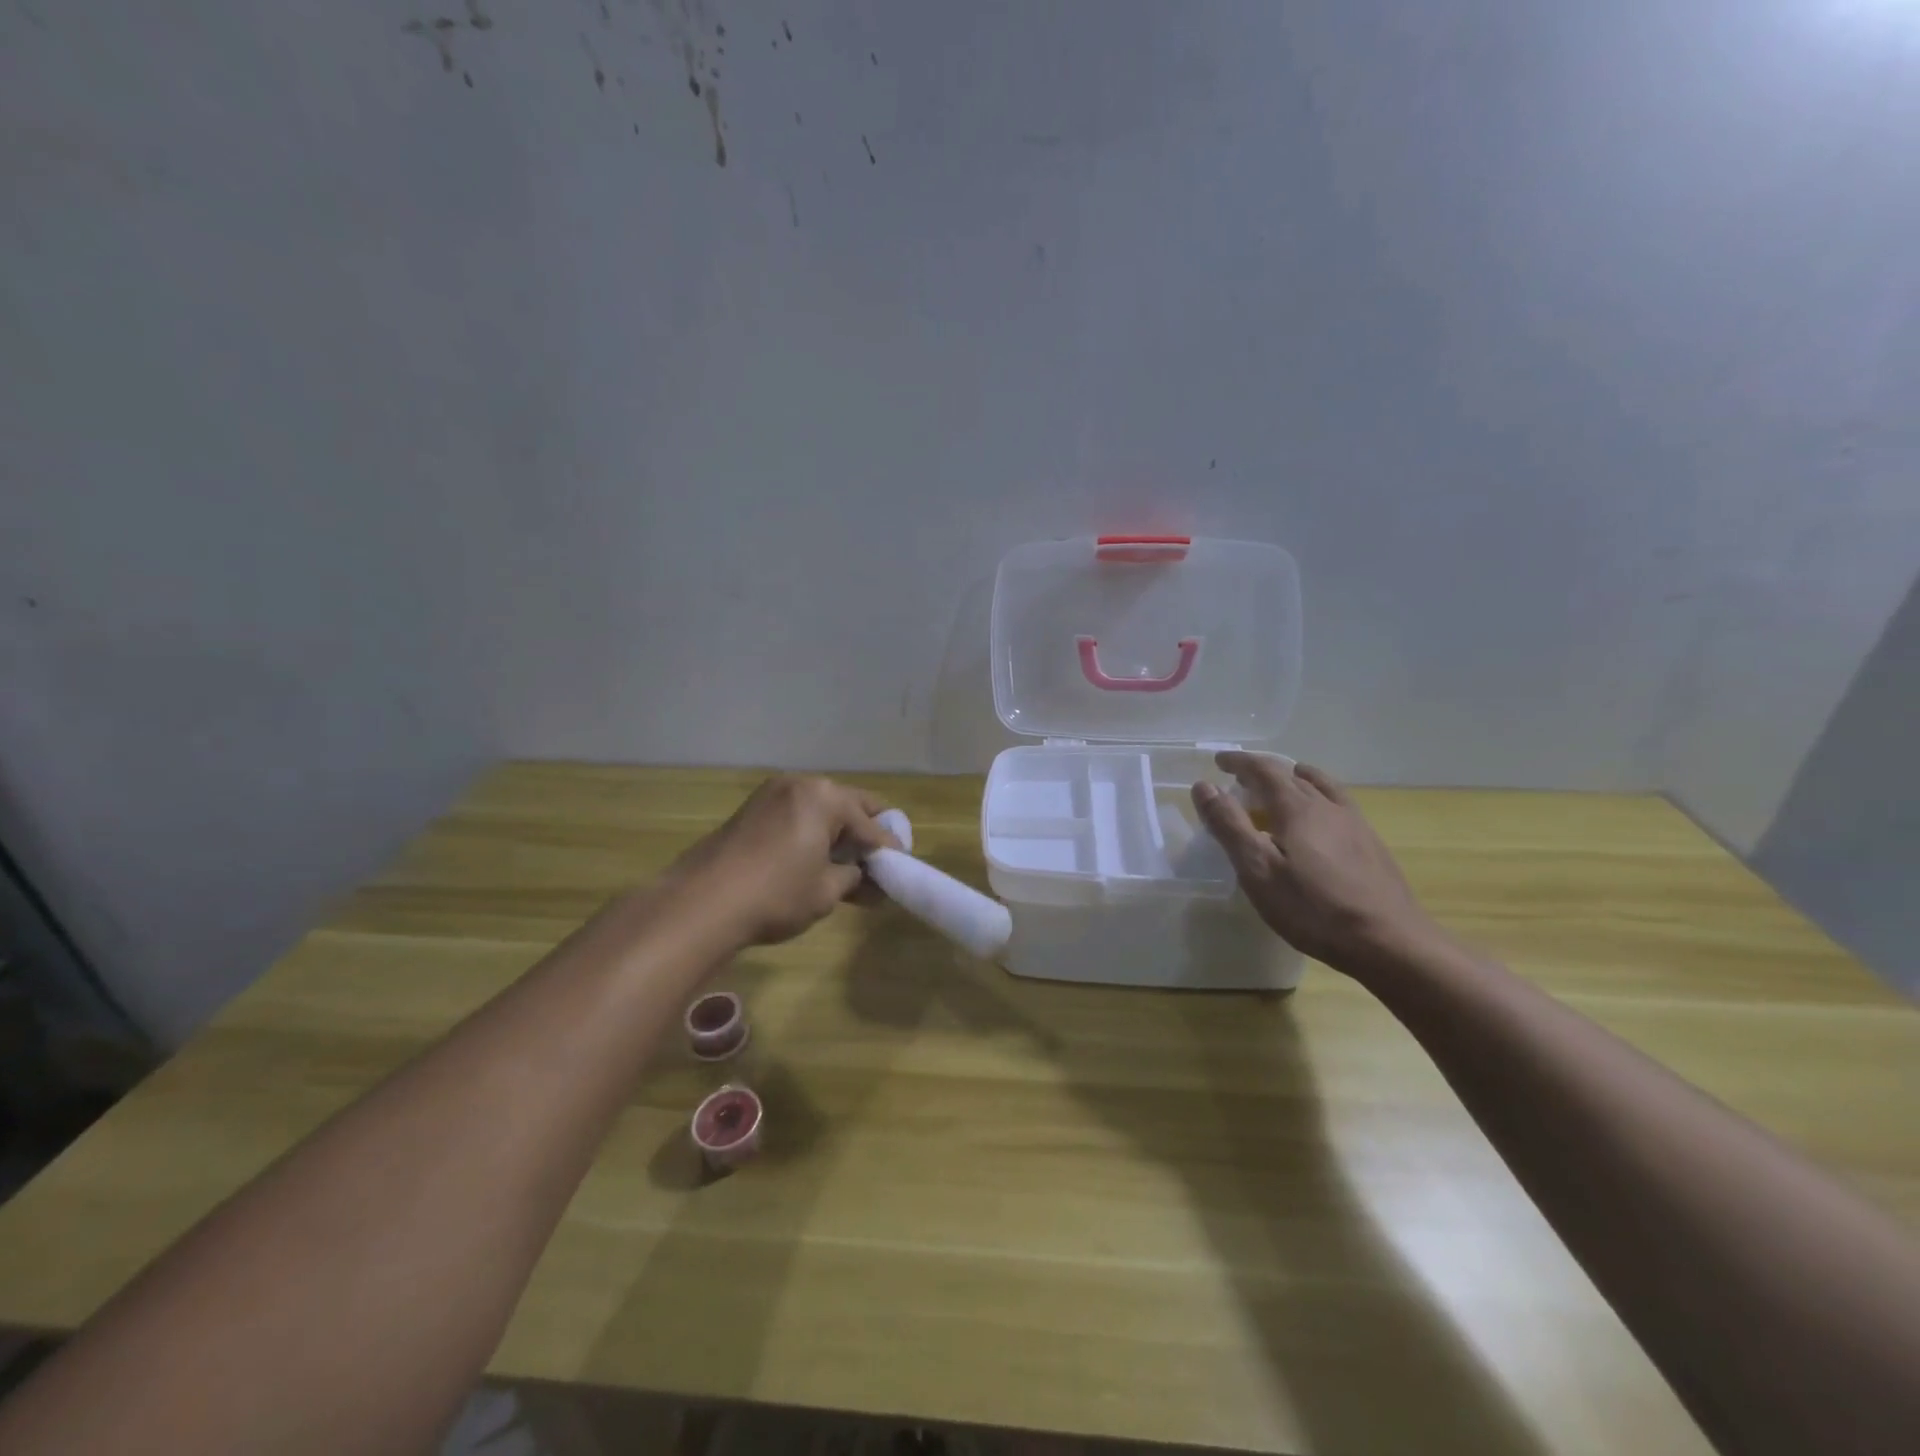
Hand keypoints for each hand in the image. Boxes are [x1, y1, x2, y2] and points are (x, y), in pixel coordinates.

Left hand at [668, 775, 898, 946]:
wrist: (701, 903)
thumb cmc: (776, 894)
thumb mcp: (827, 891)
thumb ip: (854, 878)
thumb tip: (866, 878)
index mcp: (826, 797)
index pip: (871, 824)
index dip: (889, 849)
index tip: (902, 867)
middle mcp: (801, 785)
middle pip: (848, 806)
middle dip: (864, 833)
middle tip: (877, 863)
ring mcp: (772, 794)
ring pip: (820, 809)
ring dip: (837, 833)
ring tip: (846, 865)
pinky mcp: (751, 810)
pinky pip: (796, 815)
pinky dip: (812, 833)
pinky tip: (815, 859)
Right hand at [1191, 753, 1440, 972]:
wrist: (1390, 942)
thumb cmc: (1314, 909)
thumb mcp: (1258, 870)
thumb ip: (1229, 826)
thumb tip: (1204, 786)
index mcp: (1297, 809)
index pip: (1264, 770)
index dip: (1240, 762)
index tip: (1219, 760)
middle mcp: (1327, 807)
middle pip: (1292, 775)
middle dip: (1263, 772)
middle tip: (1241, 779)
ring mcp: (1355, 824)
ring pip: (1322, 787)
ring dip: (1296, 779)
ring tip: (1284, 784)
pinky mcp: (1371, 845)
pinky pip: (1339, 804)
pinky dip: (1319, 797)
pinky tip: (1320, 821)